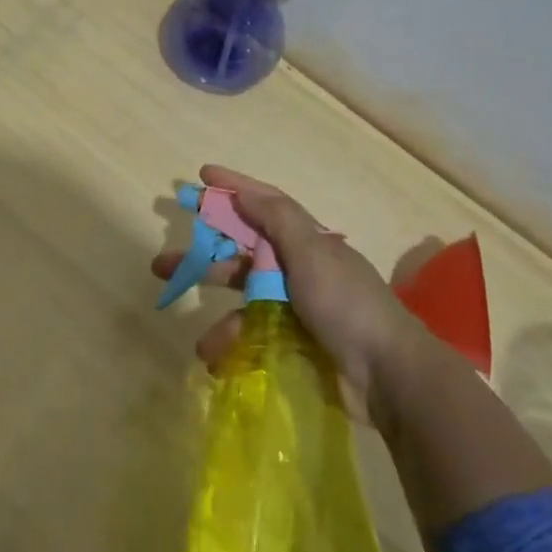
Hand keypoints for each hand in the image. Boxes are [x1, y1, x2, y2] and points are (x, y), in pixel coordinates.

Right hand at [149, 166, 430, 417]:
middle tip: (163, 263)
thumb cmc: (346, 304)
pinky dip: (238, 349)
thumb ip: (277, 220)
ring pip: (246, 305)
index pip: (266, 204)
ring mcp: (299, 309)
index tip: (201, 175)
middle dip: (204, 258)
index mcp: (308, 242)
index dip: (234, 187)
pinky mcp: (297, 343)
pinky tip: (222, 364)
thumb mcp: (312, 253)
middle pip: (243, 255)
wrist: (389, 375)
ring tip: (201, 344)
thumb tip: (245, 192)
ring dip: (221, 321)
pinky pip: (257, 339)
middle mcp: (301, 269)